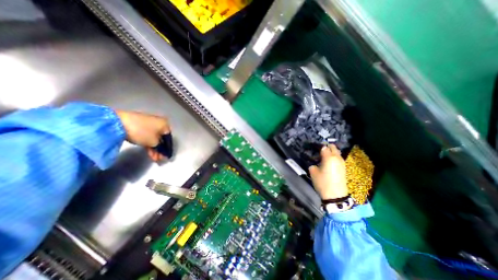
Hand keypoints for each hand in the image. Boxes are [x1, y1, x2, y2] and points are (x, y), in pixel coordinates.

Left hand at [116, 110, 171, 161]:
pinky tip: (148, 150)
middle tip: (159, 158)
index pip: (169, 139)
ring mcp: (149, 123)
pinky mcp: (140, 124)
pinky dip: (148, 143)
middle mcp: (159, 122)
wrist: (118, 123)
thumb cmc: (142, 132)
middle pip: (161, 138)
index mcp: (165, 124)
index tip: (166, 156)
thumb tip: (161, 149)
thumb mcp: (154, 142)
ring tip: (153, 157)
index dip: (168, 149)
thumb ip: (160, 147)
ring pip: (154, 137)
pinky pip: (148, 135)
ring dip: (154, 148)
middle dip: (160, 149)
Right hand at [310, 145, 347, 200]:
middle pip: (333, 147)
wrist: (336, 195)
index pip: (324, 147)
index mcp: (329, 157)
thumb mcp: (313, 172)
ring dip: (331, 152)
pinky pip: (338, 158)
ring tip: (323, 156)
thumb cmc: (323, 182)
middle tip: (319, 151)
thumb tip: (315, 163)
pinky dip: (333, 157)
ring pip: (337, 152)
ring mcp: (342, 162)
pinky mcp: (344, 167)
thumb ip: (313, 164)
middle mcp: (337, 158)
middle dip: (326, 147)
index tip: (313, 148)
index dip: (318, 146)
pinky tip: (328, 162)